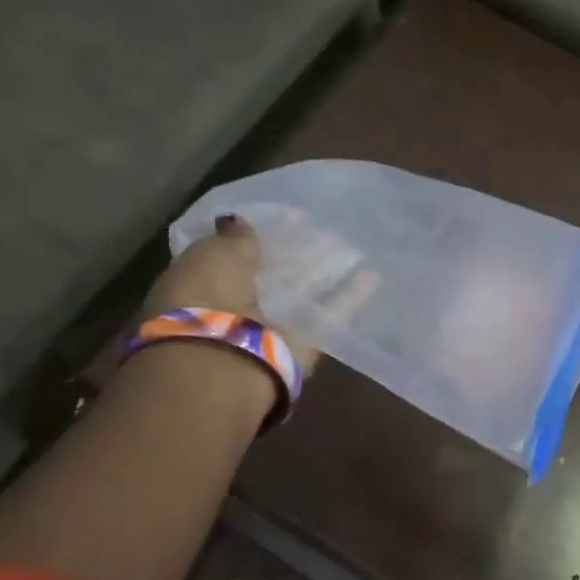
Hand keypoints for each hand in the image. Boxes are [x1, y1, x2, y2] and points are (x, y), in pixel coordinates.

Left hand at [139, 215, 374, 379]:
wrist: (224, 363)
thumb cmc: (207, 299)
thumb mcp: (213, 255)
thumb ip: (234, 239)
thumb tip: (239, 221)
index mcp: (206, 283)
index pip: (238, 254)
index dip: (264, 235)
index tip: (294, 216)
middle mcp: (239, 306)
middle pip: (275, 274)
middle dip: (300, 252)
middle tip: (328, 232)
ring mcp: (273, 326)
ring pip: (305, 291)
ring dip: (328, 270)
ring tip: (353, 248)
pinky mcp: (305, 344)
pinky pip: (330, 314)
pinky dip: (350, 296)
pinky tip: (373, 276)